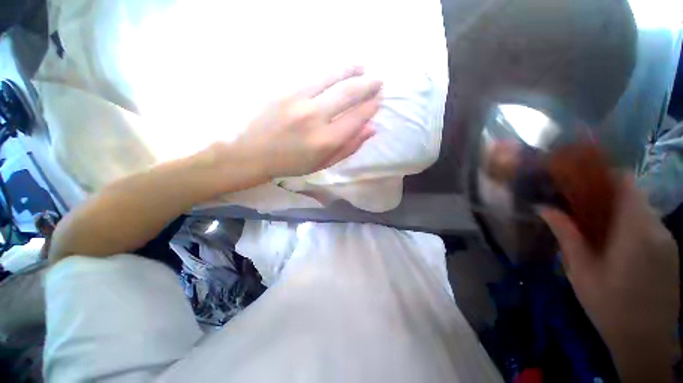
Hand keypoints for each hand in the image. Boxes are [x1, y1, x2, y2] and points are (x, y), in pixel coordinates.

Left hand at [231, 67, 381, 180]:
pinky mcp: (285, 90)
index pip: (356, 118)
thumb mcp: (323, 164)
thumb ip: (348, 147)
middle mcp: (315, 118)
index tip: (377, 101)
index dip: (370, 108)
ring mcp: (298, 100)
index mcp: (325, 141)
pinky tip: (340, 69)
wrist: (253, 153)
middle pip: (348, 94)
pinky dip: (331, 71)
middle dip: (367, 85)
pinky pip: (313, 75)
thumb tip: (371, 129)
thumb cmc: (291, 163)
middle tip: (378, 81)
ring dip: (351, 70)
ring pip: (332, 78)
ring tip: (362, 68)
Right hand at [539, 175, 678, 381]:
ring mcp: (667, 240)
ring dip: (616, 210)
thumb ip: (566, 234)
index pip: (626, 182)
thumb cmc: (609, 307)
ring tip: (592, 225)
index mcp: (637, 231)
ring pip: (640, 209)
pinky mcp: (670, 251)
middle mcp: (657, 228)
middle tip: (576, 205)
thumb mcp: (581, 271)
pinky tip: (613, 243)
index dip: (602, 174)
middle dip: (604, 193)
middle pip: (632, 195)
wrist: (646, 342)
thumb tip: (543, 207)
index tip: (578, 180)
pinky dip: (629, 224)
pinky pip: (647, 225)